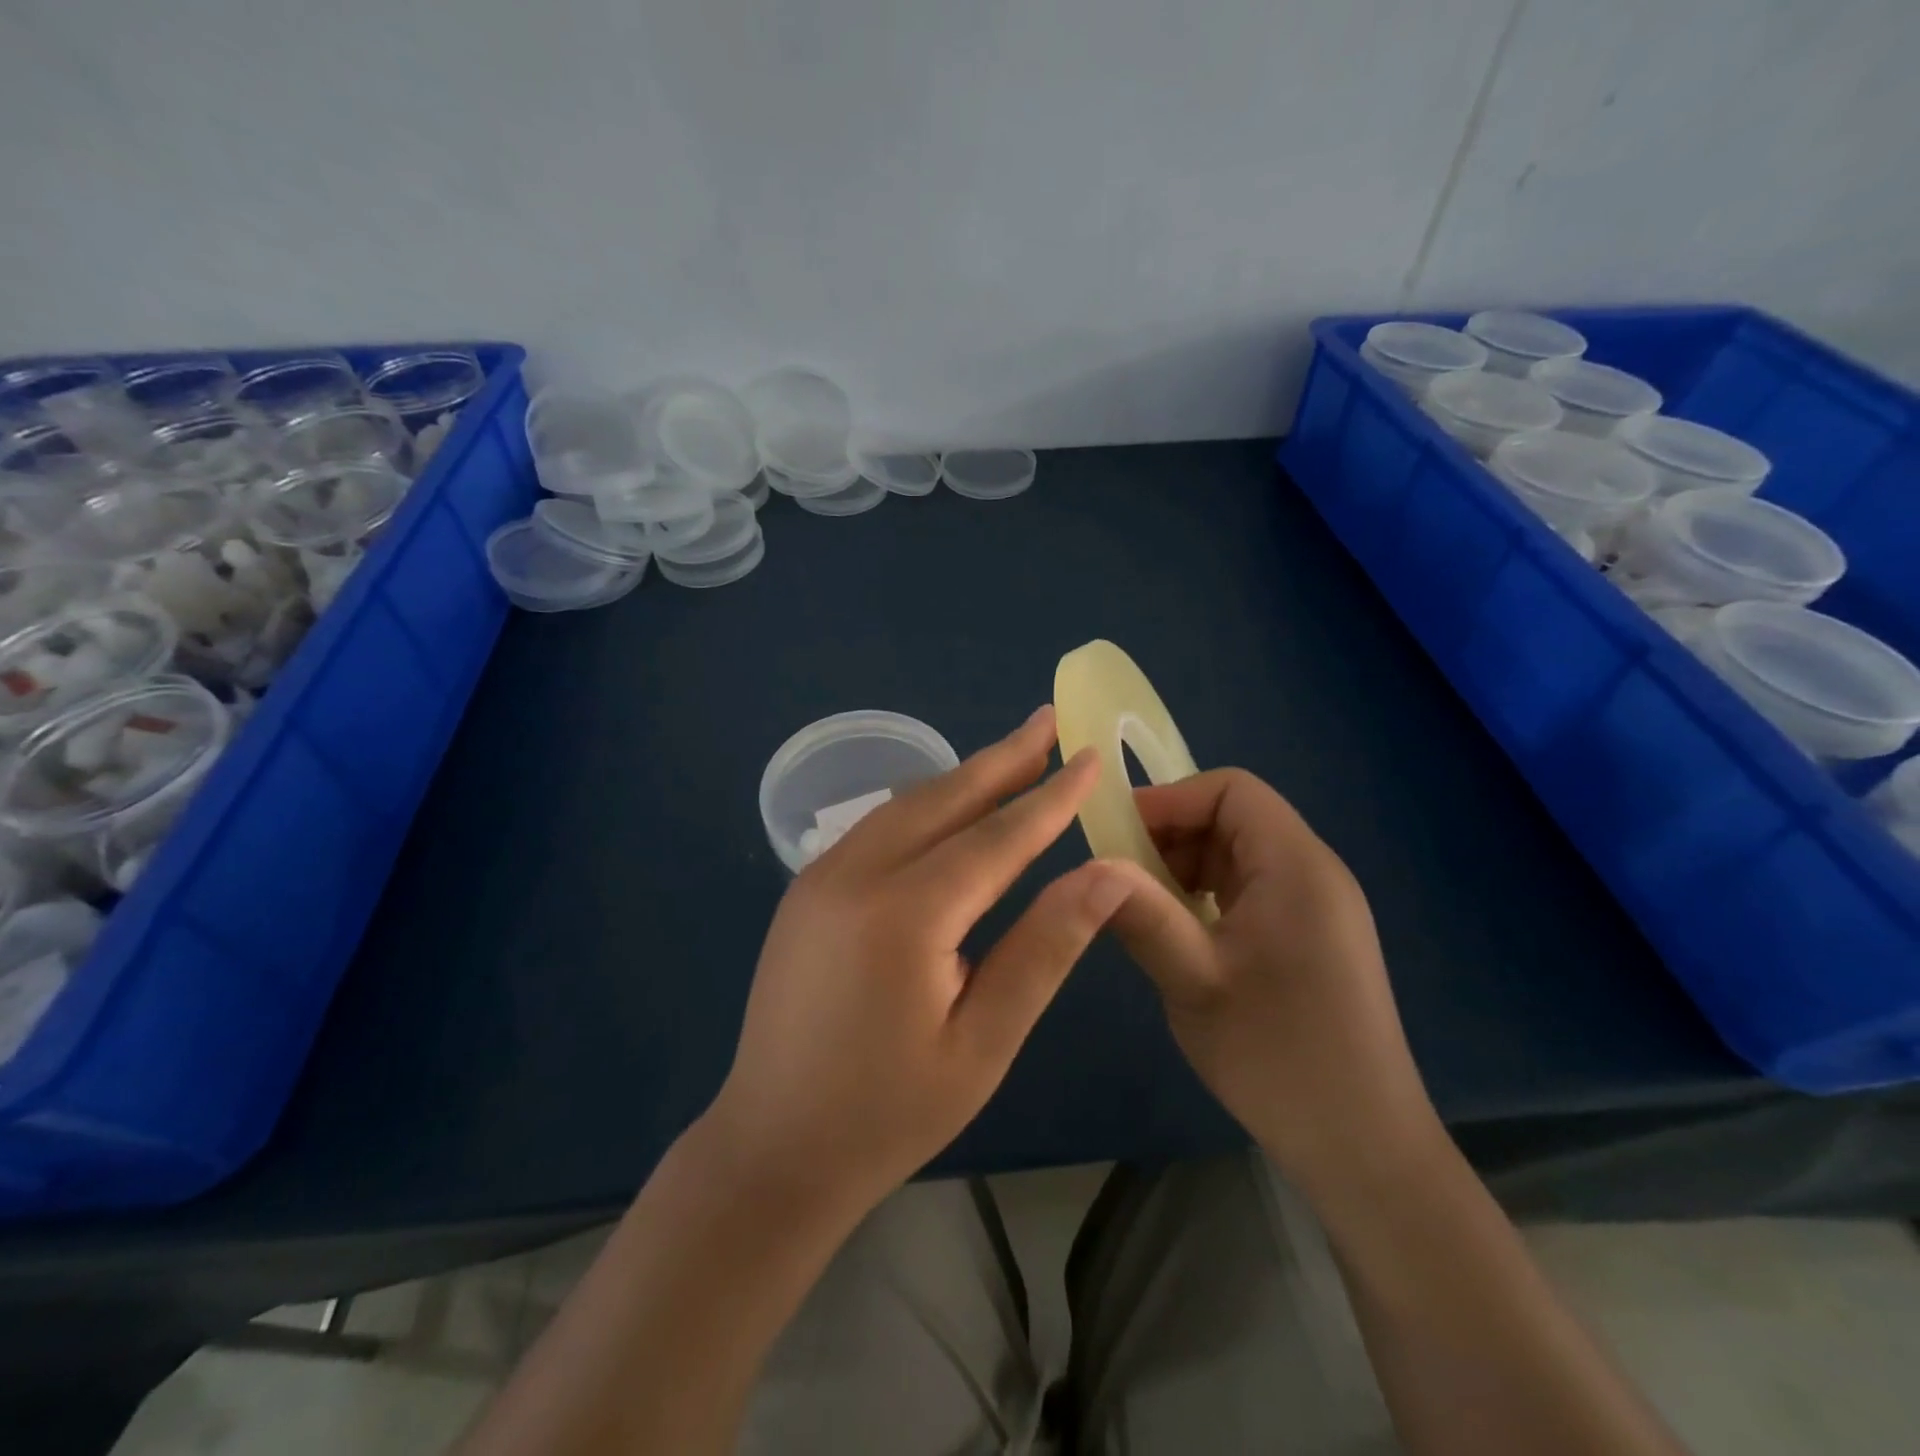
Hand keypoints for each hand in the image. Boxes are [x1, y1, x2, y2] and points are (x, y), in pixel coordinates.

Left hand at [703, 707, 1133, 1219]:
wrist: (772, 1148)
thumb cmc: (888, 1112)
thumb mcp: (983, 1042)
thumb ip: (1044, 949)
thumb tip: (1107, 875)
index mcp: (903, 915)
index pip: (997, 837)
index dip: (1050, 797)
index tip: (1092, 756)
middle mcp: (855, 874)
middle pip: (945, 798)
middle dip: (1004, 757)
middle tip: (1050, 719)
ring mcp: (821, 876)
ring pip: (906, 805)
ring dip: (964, 777)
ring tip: (1014, 754)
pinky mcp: (806, 889)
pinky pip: (877, 828)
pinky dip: (926, 806)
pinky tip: (952, 805)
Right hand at [1104, 769, 1440, 1192]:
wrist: (1362, 1147)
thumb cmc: (1278, 1055)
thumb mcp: (1194, 982)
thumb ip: (1141, 914)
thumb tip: (1086, 865)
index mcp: (1296, 866)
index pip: (1232, 790)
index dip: (1170, 800)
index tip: (1118, 836)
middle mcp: (1313, 873)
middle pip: (1233, 817)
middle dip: (1171, 836)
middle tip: (1120, 878)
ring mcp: (1315, 907)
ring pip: (1236, 855)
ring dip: (1183, 868)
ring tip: (1142, 910)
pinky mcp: (1309, 937)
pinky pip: (1248, 890)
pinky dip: (1205, 896)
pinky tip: (1179, 936)